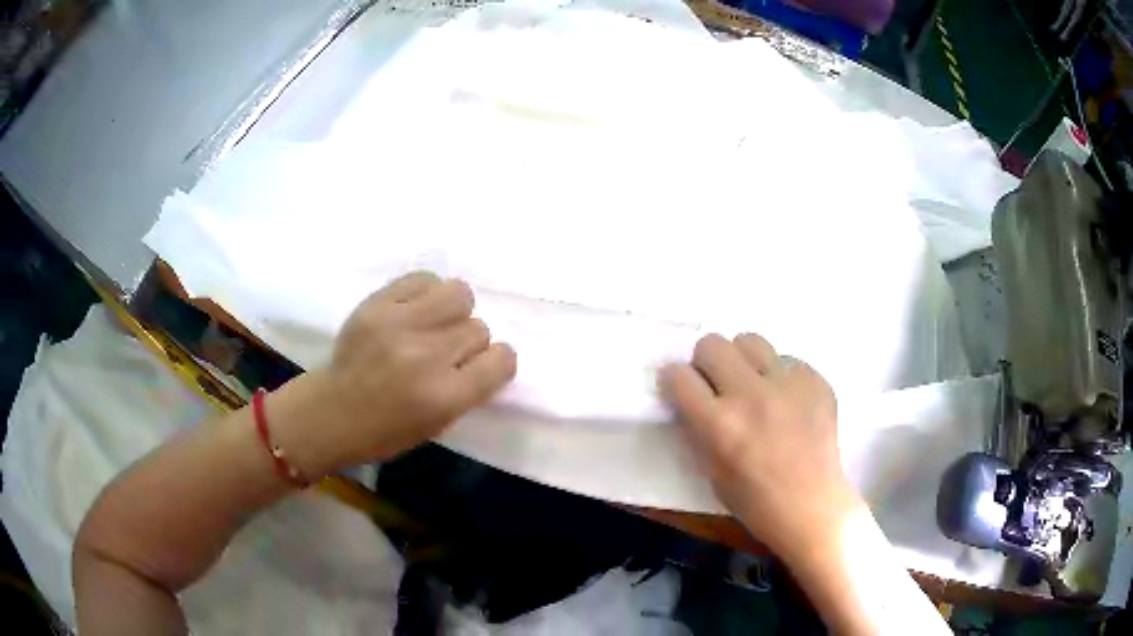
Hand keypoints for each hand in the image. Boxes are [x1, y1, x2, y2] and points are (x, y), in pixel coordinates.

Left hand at [272, 271, 516, 476]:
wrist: (331, 411)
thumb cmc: (386, 431)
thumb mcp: (438, 425)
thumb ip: (469, 389)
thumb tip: (487, 354)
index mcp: (445, 397)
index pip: (501, 360)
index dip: (497, 363)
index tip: (482, 366)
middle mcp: (426, 356)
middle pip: (479, 328)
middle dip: (468, 342)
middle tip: (446, 352)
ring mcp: (399, 324)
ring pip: (459, 294)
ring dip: (454, 311)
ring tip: (434, 323)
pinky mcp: (377, 303)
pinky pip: (424, 279)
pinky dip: (427, 293)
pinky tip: (415, 310)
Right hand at [659, 333, 860, 559]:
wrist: (812, 506)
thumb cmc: (755, 501)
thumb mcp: (711, 471)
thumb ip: (699, 429)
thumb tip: (693, 398)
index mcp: (719, 424)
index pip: (679, 375)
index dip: (675, 380)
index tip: (681, 388)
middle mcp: (751, 394)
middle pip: (712, 344)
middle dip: (707, 363)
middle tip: (717, 384)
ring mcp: (787, 384)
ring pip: (750, 341)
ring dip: (744, 361)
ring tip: (754, 385)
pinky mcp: (815, 380)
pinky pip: (787, 360)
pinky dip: (780, 376)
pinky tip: (787, 401)